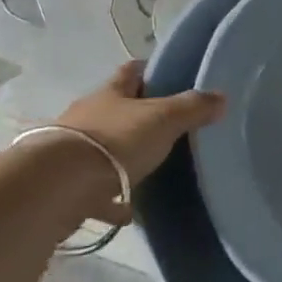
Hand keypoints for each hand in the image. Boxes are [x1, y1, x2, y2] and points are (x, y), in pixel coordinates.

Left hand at [55, 62, 224, 203]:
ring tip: (148, 169)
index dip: (148, 70)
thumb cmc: (116, 141)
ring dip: (122, 157)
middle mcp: (88, 116)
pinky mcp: (67, 184)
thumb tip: (221, 96)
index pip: (131, 71)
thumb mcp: (162, 119)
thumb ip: (192, 108)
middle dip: (136, 115)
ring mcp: (74, 150)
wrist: (60, 186)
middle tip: (165, 126)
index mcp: (111, 93)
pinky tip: (127, 211)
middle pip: (115, 109)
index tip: (166, 75)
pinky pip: (95, 189)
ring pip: (103, 148)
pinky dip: (110, 198)